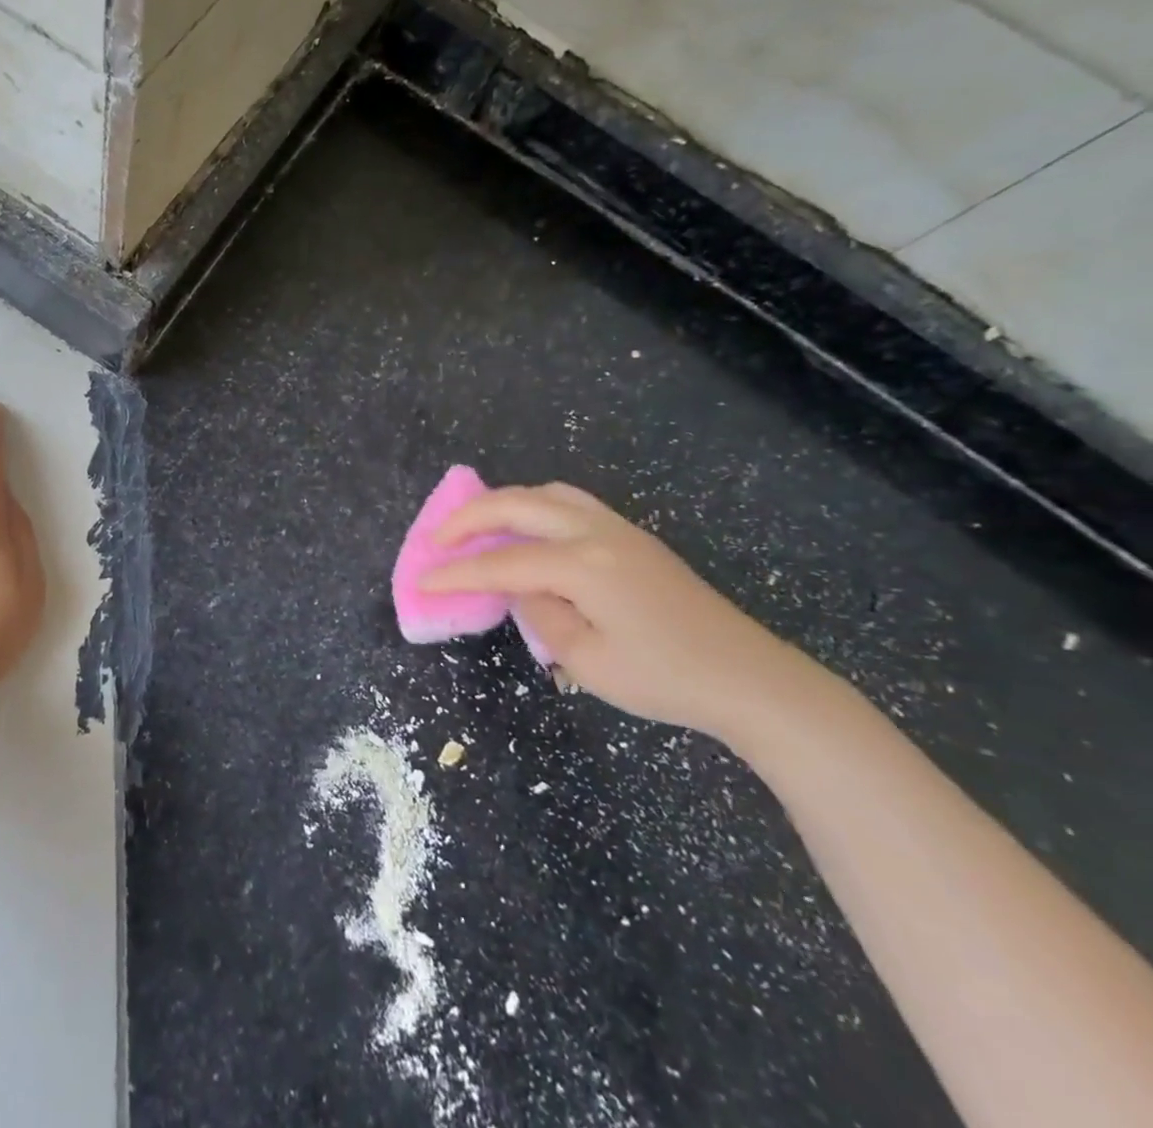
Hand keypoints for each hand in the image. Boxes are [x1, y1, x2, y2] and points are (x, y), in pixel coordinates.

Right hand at [420, 482, 805, 736]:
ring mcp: (619, 529)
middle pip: (517, 505)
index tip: (422, 579)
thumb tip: (522, 589)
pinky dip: (534, 506)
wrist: (750, 680)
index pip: (501, 563)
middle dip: (469, 518)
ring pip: (546, 493)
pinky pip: (570, 503)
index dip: (457, 572)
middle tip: (437, 539)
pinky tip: (527, 530)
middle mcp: (596, 532)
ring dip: (503, 504)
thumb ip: (540, 615)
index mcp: (582, 564)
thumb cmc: (666, 679)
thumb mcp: (587, 661)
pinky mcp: (633, 537)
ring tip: (477, 527)